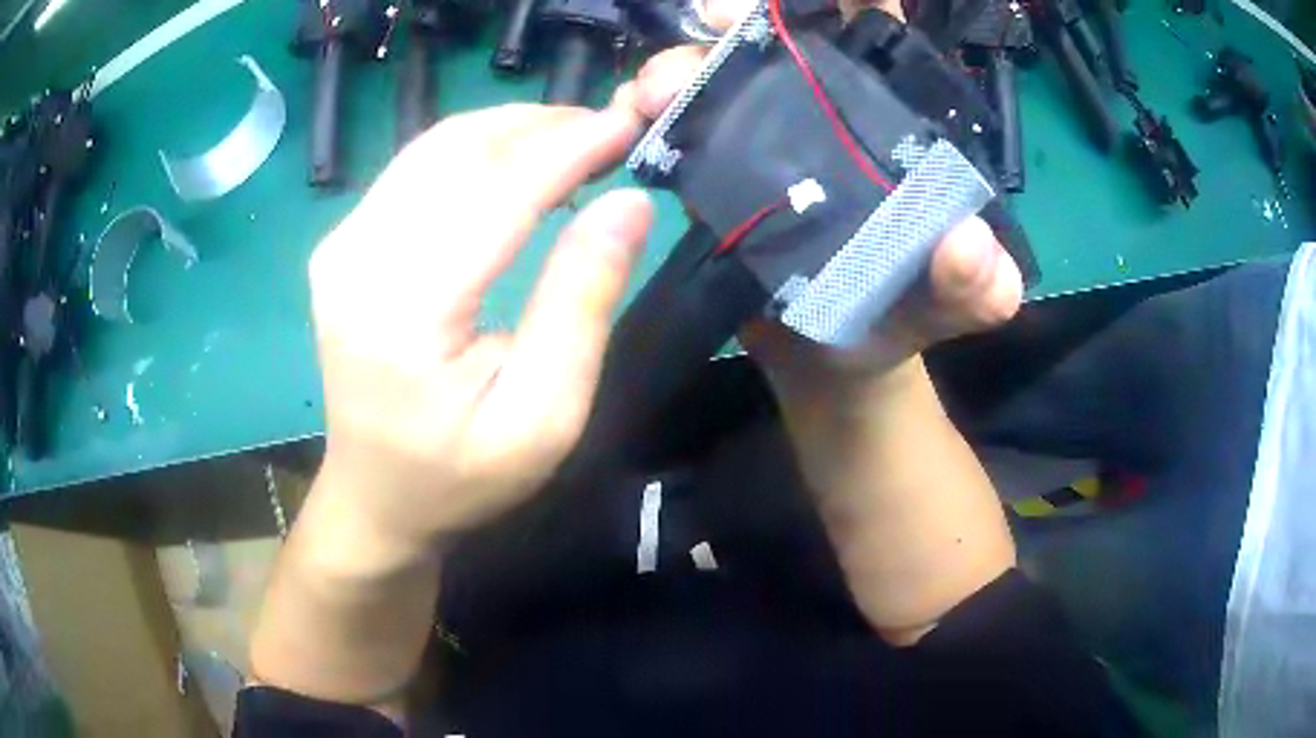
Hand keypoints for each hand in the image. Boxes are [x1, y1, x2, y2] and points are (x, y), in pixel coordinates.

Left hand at [308, 103, 650, 546]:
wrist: (375, 498)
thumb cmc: (460, 476)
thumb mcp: (543, 416)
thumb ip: (580, 304)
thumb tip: (628, 205)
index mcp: (404, 311)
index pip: (497, 192)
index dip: (570, 148)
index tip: (630, 123)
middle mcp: (358, 259)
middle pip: (460, 151)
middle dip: (543, 126)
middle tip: (610, 134)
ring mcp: (341, 245)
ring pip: (436, 147)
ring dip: (511, 131)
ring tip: (575, 143)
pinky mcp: (343, 243)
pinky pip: (416, 168)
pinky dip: (476, 151)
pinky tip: (518, 166)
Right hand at [626, 0, 1023, 389]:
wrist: (827, 359)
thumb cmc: (901, 316)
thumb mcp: (955, 303)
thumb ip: (979, 286)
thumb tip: (967, 244)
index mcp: (895, 123)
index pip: (880, 34)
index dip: (852, 2)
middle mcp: (828, 111)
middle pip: (785, 35)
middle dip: (745, 15)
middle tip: (716, 22)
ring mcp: (766, 135)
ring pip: (720, 71)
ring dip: (682, 63)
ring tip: (656, 91)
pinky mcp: (716, 167)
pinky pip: (678, 123)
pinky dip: (648, 109)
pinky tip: (632, 115)